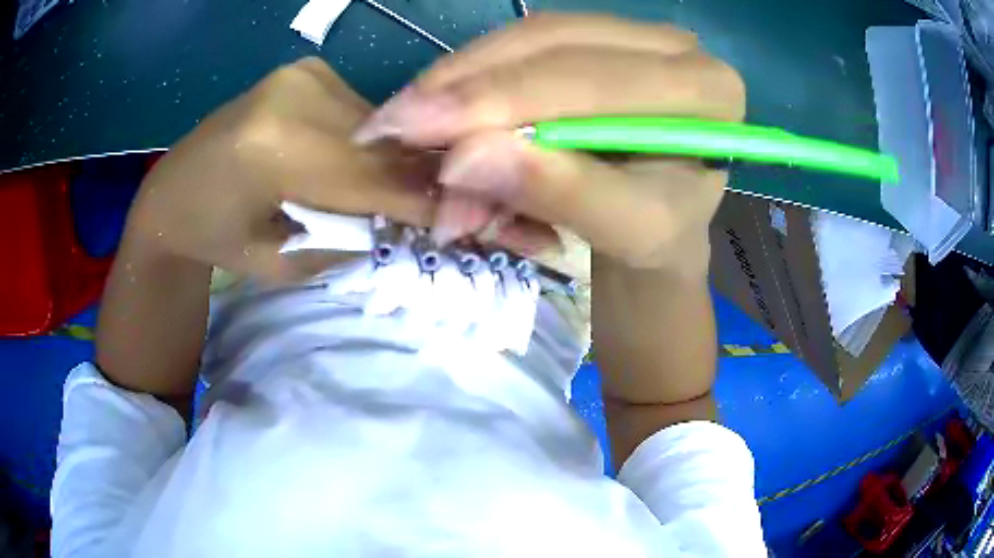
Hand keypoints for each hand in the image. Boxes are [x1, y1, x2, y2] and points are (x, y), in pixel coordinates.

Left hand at [129, 57, 435, 280]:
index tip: (463, 223)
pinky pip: (359, 111)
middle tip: (443, 210)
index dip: (421, 201)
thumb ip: (347, 239)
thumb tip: (409, 222)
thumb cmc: (215, 239)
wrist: (172, 194)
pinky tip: (362, 164)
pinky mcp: (305, 70)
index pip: (370, 175)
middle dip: (416, 180)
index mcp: (272, 147)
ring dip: (395, 160)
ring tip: (402, 192)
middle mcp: (293, 93)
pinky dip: (371, 141)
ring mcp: (301, 74)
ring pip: (376, 124)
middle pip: (380, 142)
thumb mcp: (279, 262)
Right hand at [354, 15, 744, 274]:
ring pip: (527, 37)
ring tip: (406, 126)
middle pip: (551, 43)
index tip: (409, 128)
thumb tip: (463, 157)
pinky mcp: (600, 40)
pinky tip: (439, 108)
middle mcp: (676, 48)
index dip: (494, 100)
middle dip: (464, 86)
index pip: (588, 80)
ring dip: (459, 82)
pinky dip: (474, 78)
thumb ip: (559, 190)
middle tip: (391, 124)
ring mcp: (635, 36)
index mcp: (707, 91)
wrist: (663, 231)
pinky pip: (525, 44)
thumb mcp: (625, 229)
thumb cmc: (658, 239)